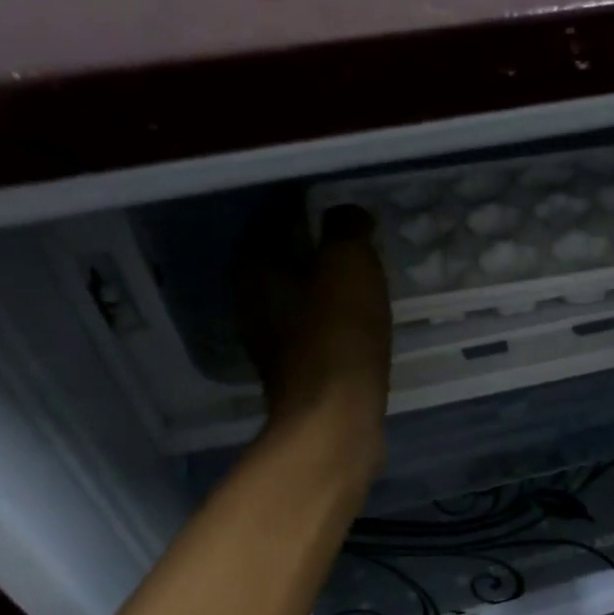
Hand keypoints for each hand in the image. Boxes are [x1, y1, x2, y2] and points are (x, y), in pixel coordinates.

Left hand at [236, 197, 391, 469]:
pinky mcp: (298, 372)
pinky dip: (333, 315)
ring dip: (324, 281)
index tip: (334, 194)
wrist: (335, 420)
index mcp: (256, 267)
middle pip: (282, 257)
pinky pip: (316, 327)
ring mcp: (272, 341)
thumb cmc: (338, 335)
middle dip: (312, 241)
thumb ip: (345, 228)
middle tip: (352, 231)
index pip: (273, 215)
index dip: (303, 199)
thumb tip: (346, 215)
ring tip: (360, 270)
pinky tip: (358, 315)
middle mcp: (253, 301)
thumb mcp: (348, 264)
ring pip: (299, 294)